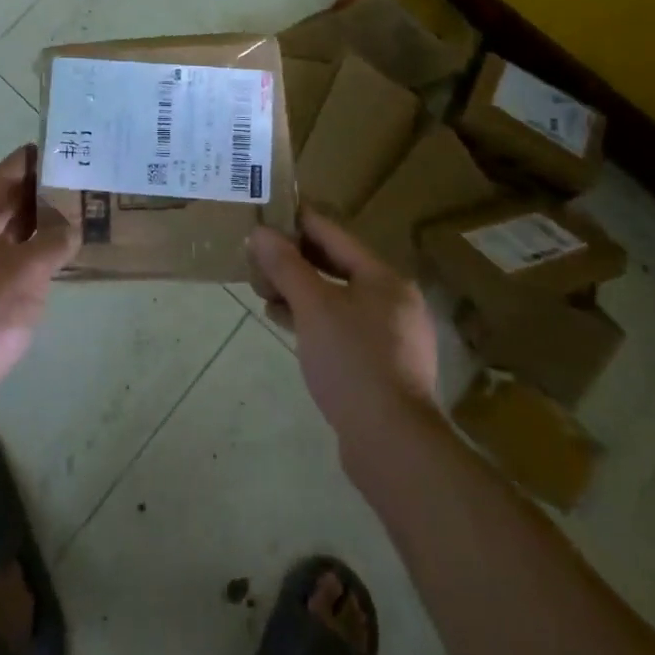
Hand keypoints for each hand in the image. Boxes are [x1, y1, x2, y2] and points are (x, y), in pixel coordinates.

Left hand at [0, 146, 78, 432]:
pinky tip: (52, 263)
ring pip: (1, 237)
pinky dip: (27, 256)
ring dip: (31, 226)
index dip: (23, 162)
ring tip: (68, 217)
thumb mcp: (29, 269)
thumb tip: (69, 227)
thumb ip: (54, 241)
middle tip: (70, 183)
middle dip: (32, 193)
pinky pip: (3, 265)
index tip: (52, 150)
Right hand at [249, 207, 440, 455]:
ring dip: (301, 291)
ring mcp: (391, 336)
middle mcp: (394, 301)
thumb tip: (260, 233)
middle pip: (338, 266)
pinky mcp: (382, 367)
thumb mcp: (313, 306)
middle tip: (260, 253)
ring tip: (264, 289)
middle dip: (297, 260)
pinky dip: (313, 320)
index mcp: (384, 278)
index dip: (300, 222)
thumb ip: (286, 266)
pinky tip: (284, 323)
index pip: (335, 235)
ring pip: (338, 299)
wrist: (392, 443)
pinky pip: (342, 328)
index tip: (269, 211)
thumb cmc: (352, 361)